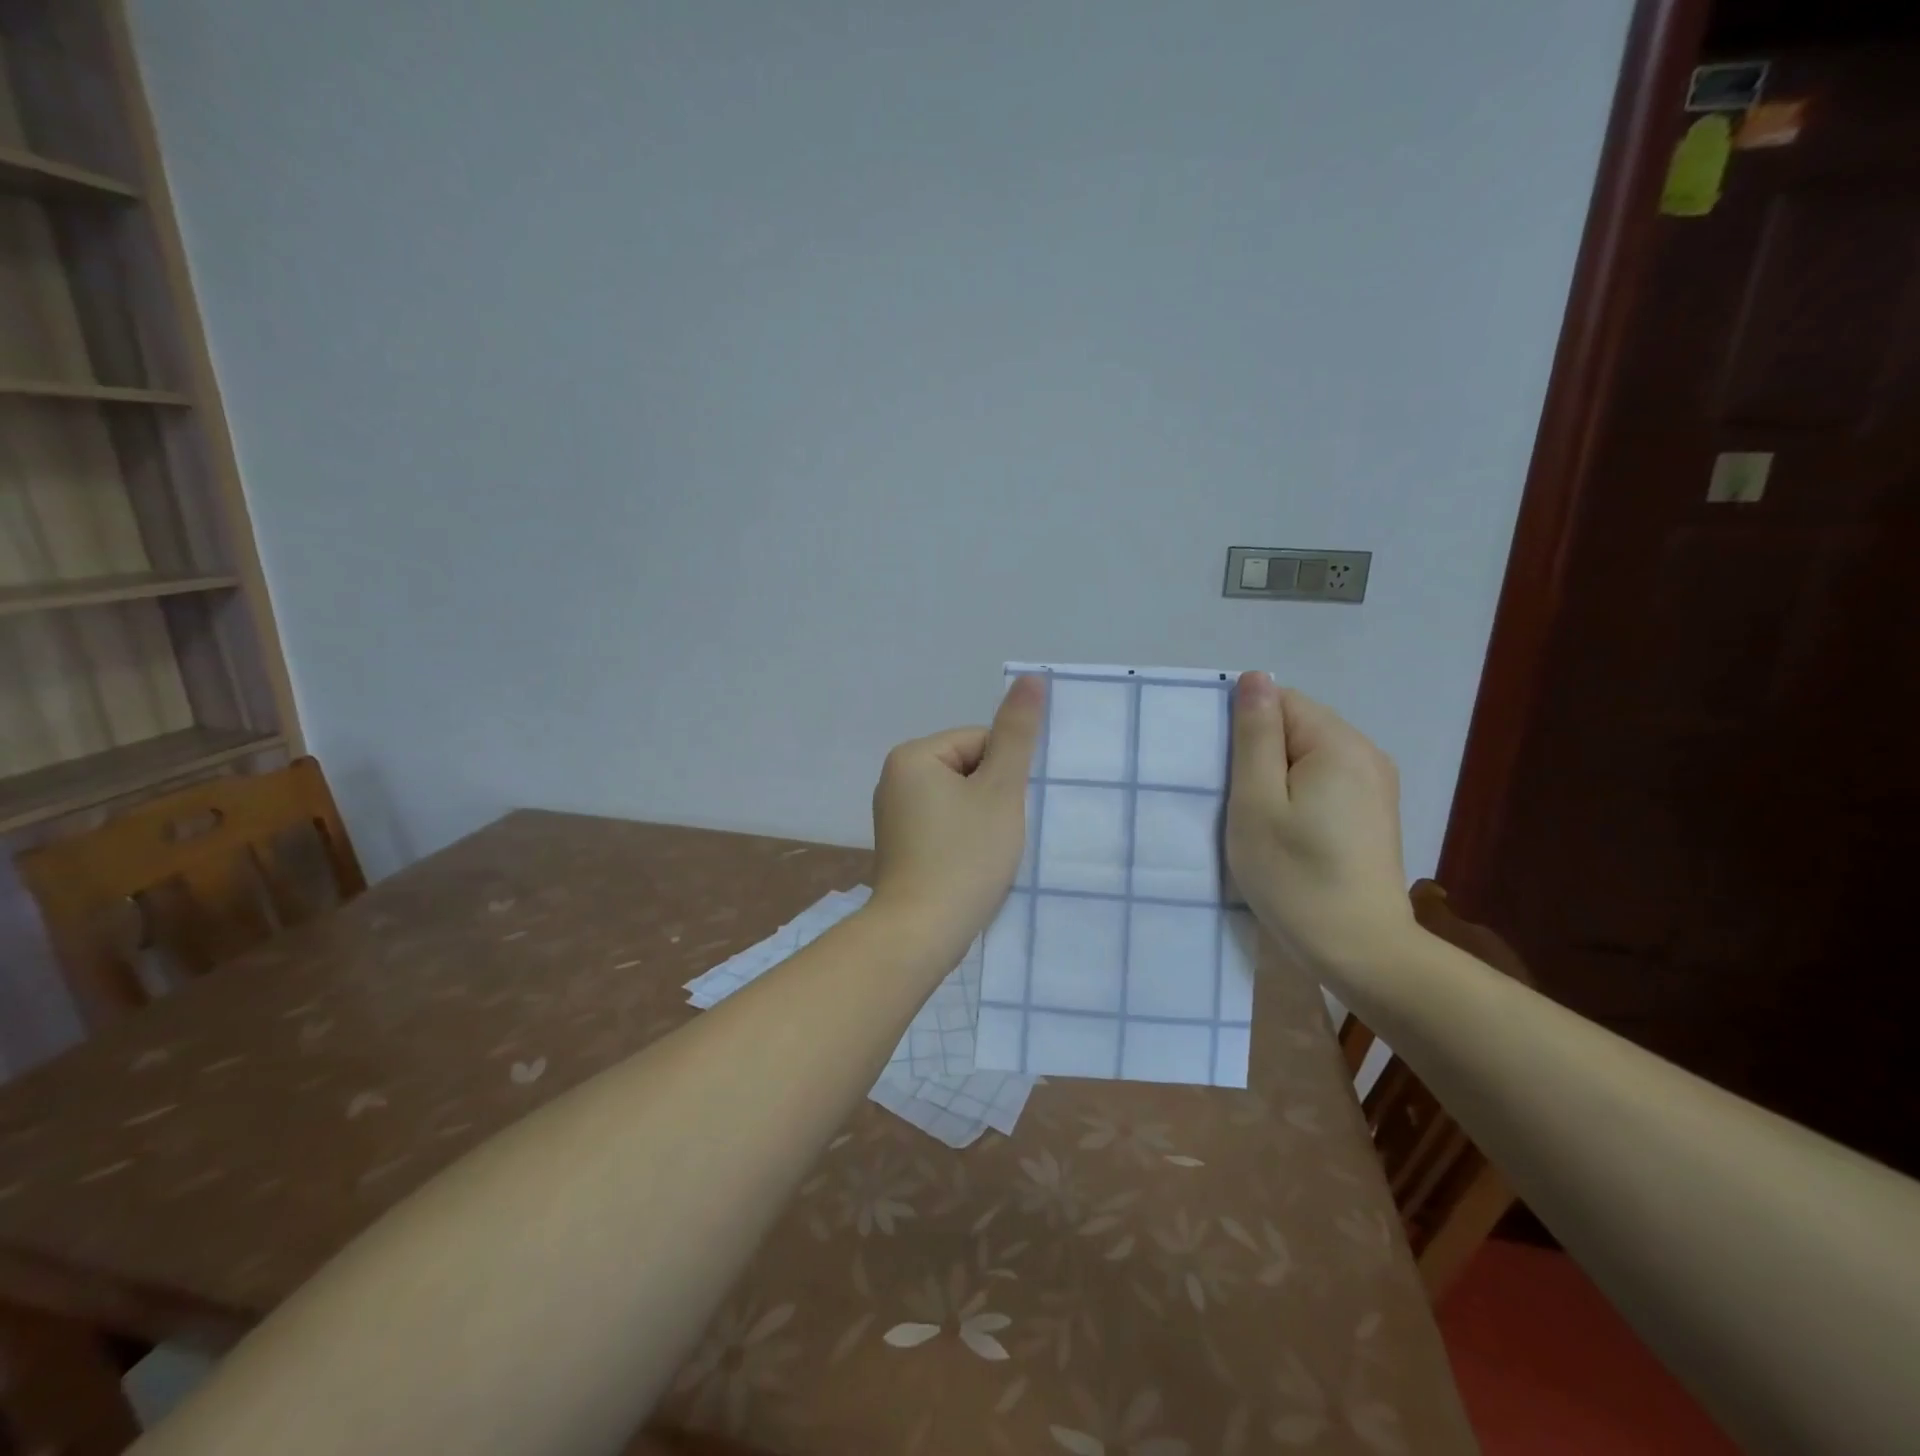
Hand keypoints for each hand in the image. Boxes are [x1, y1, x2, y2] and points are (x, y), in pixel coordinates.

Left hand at [869, 676, 1044, 959]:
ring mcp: (895, 815)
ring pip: (960, 800)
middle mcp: (895, 778)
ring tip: (988, 854)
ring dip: (984, 821)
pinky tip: (972, 867)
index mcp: (913, 756)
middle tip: (1000, 836)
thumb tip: (1030, 677)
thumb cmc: (964, 857)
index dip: (1005, 775)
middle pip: (969, 769)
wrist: (921, 933)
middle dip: (994, 798)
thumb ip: (1017, 734)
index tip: (1007, 812)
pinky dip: (965, 841)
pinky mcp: (901, 845)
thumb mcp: (1000, 791)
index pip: (980, 741)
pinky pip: (945, 826)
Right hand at [1225, 672, 1416, 970]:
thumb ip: (1254, 737)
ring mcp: (1375, 785)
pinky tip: (1285, 832)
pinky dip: (1297, 796)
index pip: (1280, 701)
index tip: (1222, 771)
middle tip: (1232, 800)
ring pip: (1308, 756)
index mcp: (1338, 744)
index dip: (1243, 729)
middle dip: (1258, 754)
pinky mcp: (1373, 813)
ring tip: (1254, 818)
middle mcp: (1366, 754)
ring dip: (1275, 778)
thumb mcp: (1256, 803)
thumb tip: (1255, 678)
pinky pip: (1324, 781)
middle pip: (1296, 727)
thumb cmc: (1295, 876)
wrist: (1360, 950)